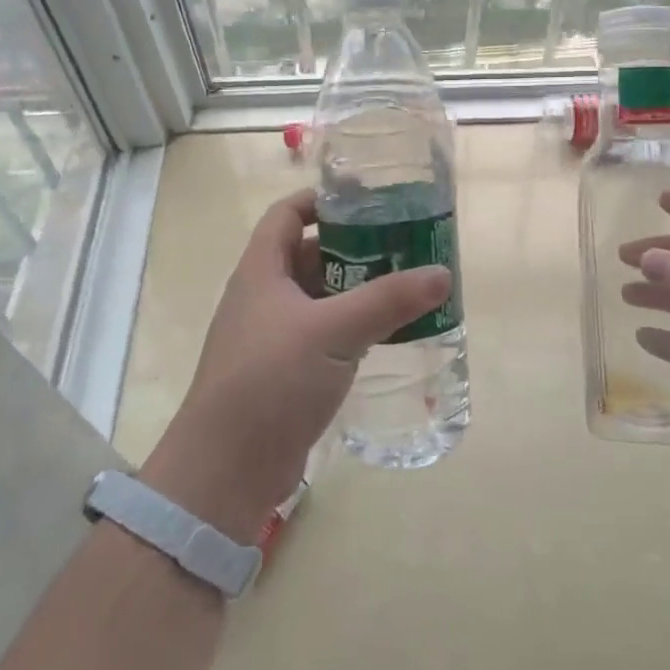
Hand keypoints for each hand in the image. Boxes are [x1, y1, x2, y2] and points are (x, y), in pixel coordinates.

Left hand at [142, 189, 451, 541]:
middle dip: (355, 247)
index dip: (322, 200)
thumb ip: (388, 300)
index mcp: (262, 272)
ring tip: (408, 285)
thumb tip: (442, 273)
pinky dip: (354, 328)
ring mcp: (274, 337)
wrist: (227, 470)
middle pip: (311, 255)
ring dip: (359, 290)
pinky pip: (325, 336)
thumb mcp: (333, 332)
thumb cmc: (271, 381)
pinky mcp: (287, 373)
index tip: (369, 199)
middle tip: (405, 244)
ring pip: (321, 298)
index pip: (287, 215)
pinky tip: (389, 334)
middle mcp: (264, 298)